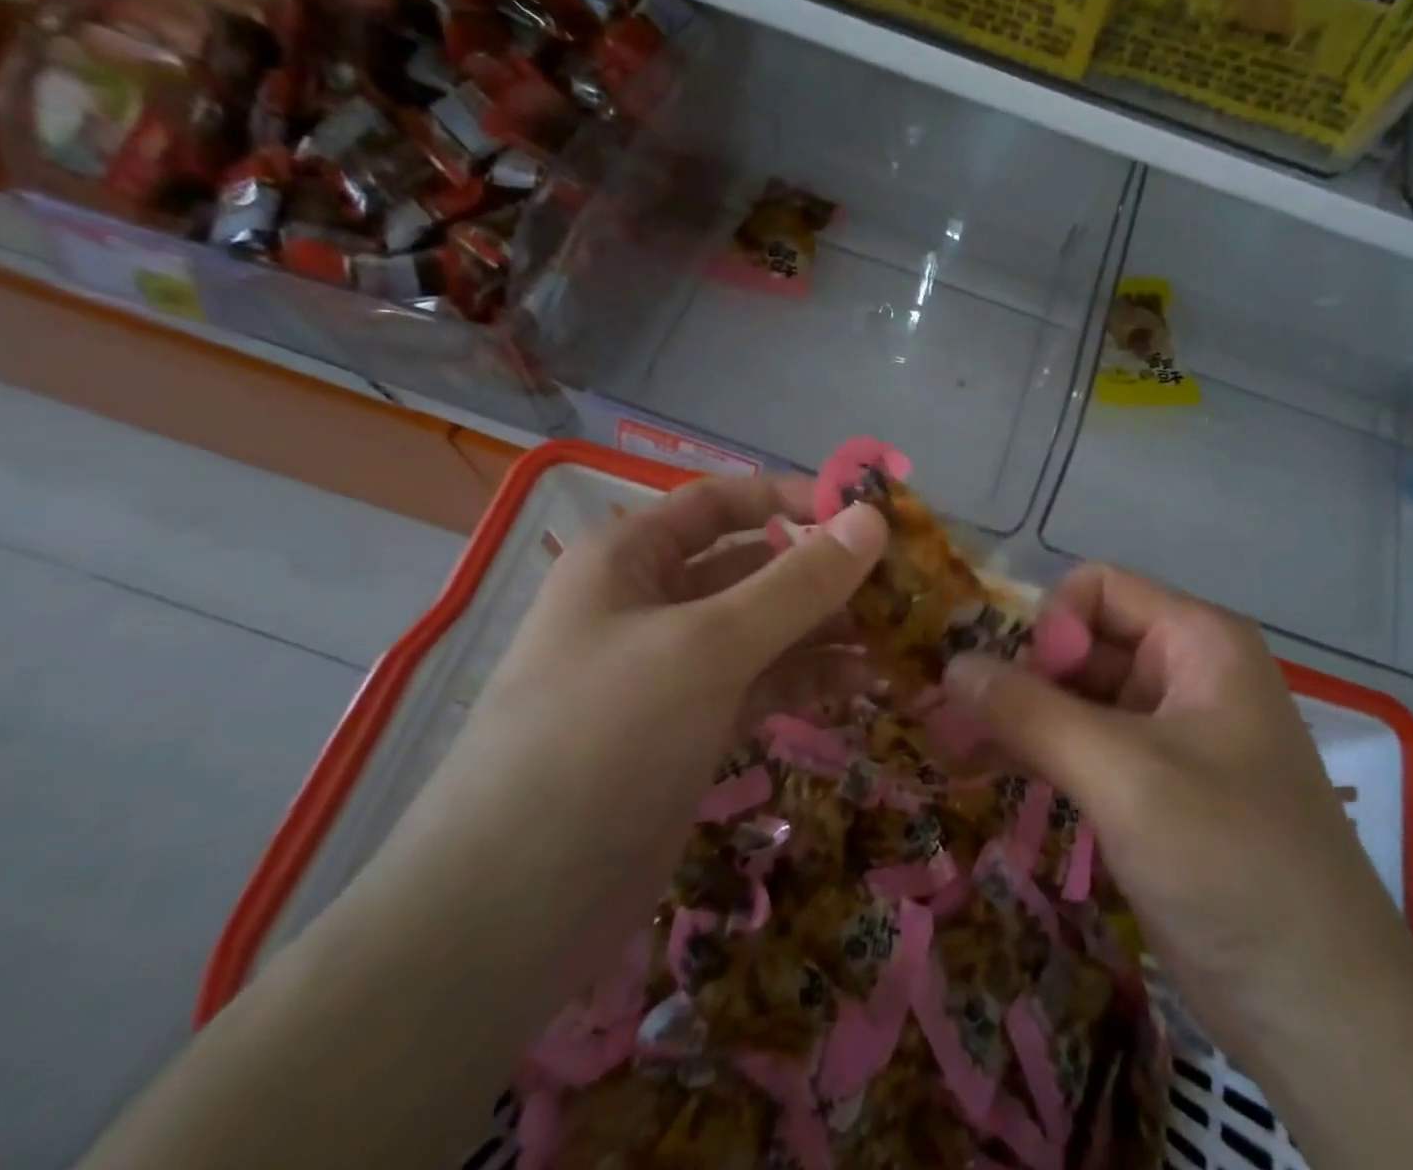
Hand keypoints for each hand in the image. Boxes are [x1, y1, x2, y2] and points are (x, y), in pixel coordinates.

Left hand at [481, 474, 890, 746]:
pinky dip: (809, 679)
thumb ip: (797, 583)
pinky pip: (762, 684)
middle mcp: (650, 604)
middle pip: (752, 567)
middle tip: (902, 584)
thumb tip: (873, 520)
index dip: (792, 498)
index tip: (865, 513)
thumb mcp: (708, 646)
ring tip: (897, 637)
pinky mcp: (692, 728)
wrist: (510, 912)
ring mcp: (672, 671)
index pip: (722, 503)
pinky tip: (863, 683)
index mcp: (630, 559)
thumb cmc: (604, 738)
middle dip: (822, 573)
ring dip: (826, 629)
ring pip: (764, 630)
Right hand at [944, 564, 1412, 1063]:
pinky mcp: (1152, 787)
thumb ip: (1030, 712)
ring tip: (949, 744)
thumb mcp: (1123, 776)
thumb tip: (952, 663)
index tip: (1018, 686)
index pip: (1098, 589)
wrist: (1320, 1012)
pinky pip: (1082, 746)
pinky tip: (983, 769)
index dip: (1050, 625)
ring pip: (1074, 697)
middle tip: (952, 719)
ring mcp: (1168, 732)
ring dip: (1016, 717)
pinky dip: (1036, 752)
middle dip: (1018, 675)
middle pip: (1081, 642)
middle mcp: (1184, 672)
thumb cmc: (1230, 863)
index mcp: (1198, 641)